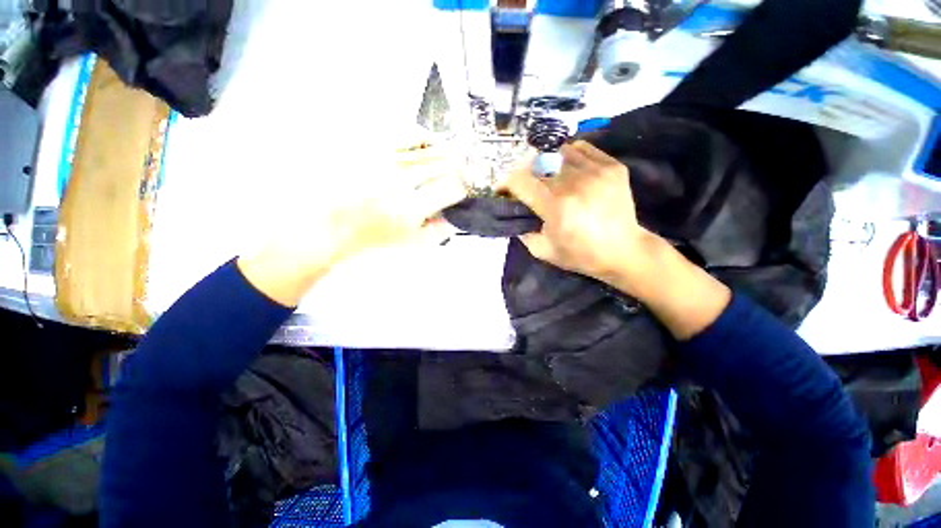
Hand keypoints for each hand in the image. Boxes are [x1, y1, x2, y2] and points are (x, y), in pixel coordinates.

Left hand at [238, 142, 466, 306]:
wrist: (332, 223)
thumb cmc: (375, 237)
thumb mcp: (412, 243)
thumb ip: (441, 230)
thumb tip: (460, 215)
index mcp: (412, 207)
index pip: (454, 188)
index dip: (466, 187)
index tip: (465, 190)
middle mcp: (403, 179)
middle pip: (447, 165)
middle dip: (461, 170)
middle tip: (462, 175)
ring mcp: (387, 159)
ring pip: (432, 149)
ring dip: (447, 156)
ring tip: (448, 163)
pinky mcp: (375, 146)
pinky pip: (410, 134)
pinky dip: (426, 139)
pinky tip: (429, 147)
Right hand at [506, 140, 730, 338]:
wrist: (624, 251)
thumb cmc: (581, 255)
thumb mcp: (543, 251)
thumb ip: (522, 231)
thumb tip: (514, 213)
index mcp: (556, 206)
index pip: (520, 181)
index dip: (505, 183)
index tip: (502, 190)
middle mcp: (574, 183)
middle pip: (536, 163)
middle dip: (523, 174)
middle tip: (523, 185)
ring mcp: (596, 171)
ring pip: (557, 152)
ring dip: (545, 163)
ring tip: (546, 176)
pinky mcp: (612, 166)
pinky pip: (581, 149)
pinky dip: (567, 156)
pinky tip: (567, 169)